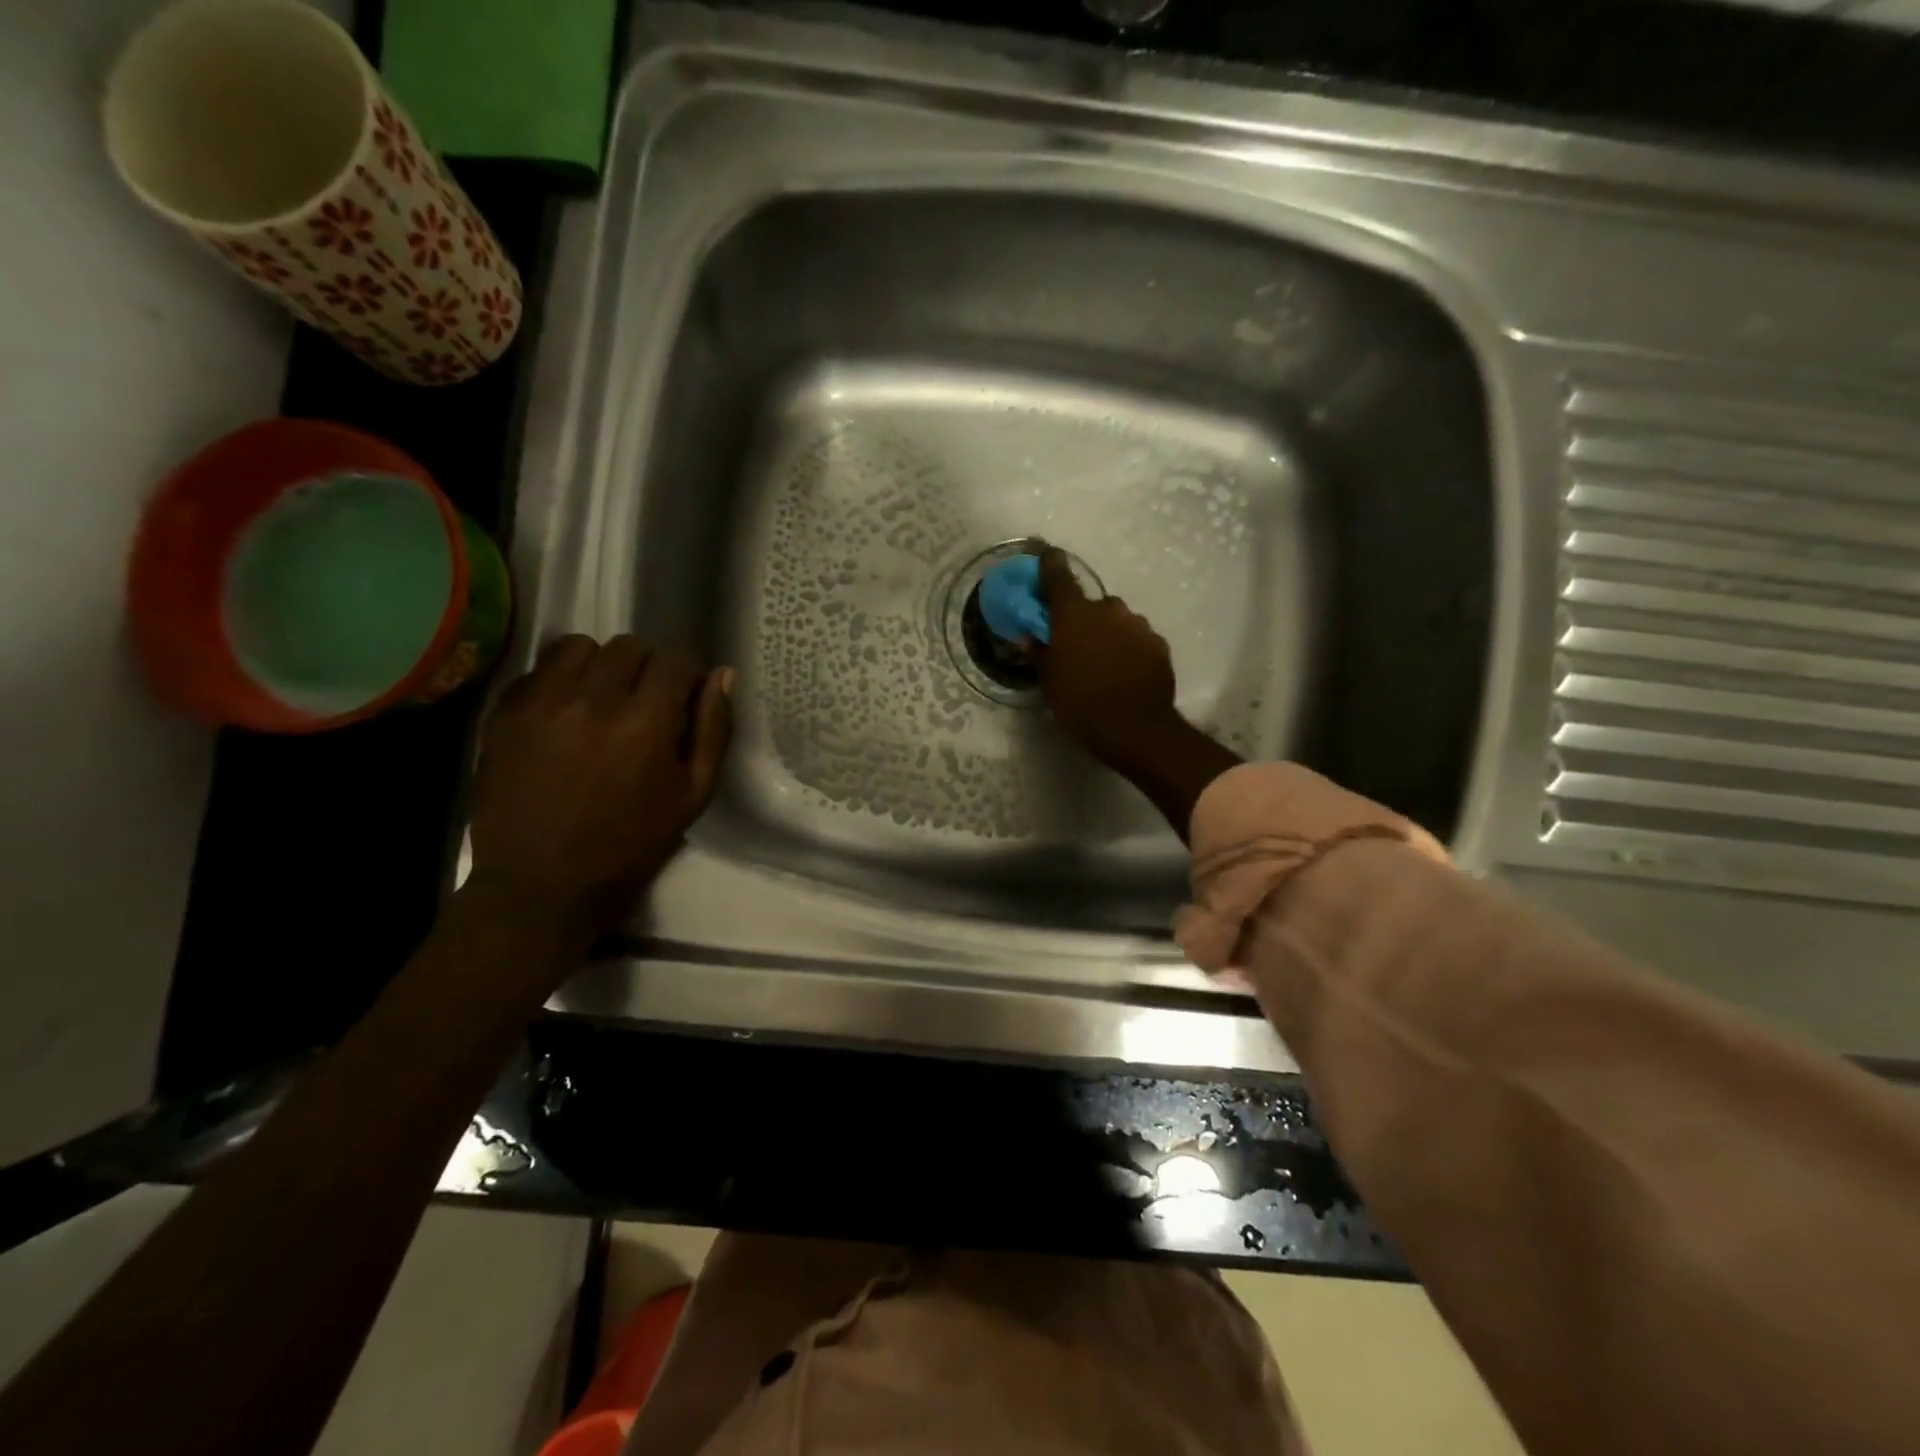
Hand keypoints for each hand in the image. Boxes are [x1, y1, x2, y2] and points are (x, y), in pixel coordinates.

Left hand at [468, 635, 732, 934]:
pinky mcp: (504, 713)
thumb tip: (721, 675)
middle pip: (629, 645)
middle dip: (647, 666)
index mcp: (646, 724)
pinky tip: (565, 714)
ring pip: (580, 647)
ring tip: (602, 699)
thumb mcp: (694, 795)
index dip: (686, 674)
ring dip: (600, 665)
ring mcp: (542, 703)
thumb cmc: (631, 843)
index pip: (675, 659)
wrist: (542, 883)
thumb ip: (713, 730)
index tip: (683, 696)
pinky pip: (540, 670)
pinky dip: (560, 681)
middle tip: (645, 700)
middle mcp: (593, 700)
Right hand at [1033, 547, 1178, 768]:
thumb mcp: (1049, 682)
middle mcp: (1107, 609)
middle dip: (1084, 617)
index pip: (1057, 573)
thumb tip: (1030, 636)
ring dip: (1109, 633)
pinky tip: (1126, 672)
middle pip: (1092, 603)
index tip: (1044, 554)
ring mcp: (1137, 625)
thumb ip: (1040, 653)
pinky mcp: (1159, 644)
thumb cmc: (1081, 704)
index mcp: (1073, 614)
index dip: (1049, 562)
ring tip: (1104, 663)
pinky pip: (1138, 638)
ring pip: (1118, 620)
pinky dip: (1130, 648)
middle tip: (1077, 644)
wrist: (1136, 728)